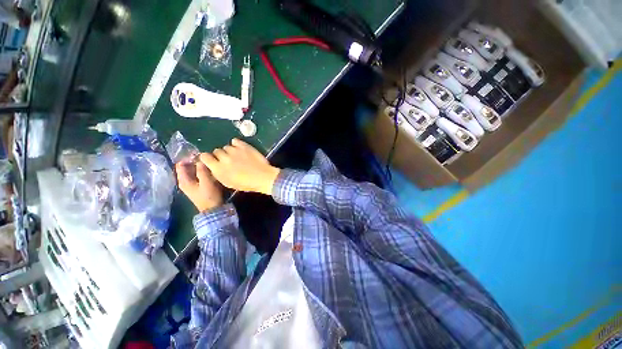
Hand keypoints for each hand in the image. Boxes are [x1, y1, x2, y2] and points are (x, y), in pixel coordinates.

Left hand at [176, 161, 223, 211]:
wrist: (213, 209)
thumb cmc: (209, 196)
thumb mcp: (206, 182)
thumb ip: (202, 170)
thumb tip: (201, 160)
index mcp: (183, 180)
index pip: (180, 165)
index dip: (187, 158)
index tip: (199, 155)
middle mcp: (184, 182)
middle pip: (186, 167)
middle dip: (195, 162)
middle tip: (206, 158)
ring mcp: (191, 185)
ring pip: (193, 171)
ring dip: (199, 167)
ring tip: (209, 163)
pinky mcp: (197, 187)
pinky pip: (197, 175)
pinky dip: (201, 171)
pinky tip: (209, 171)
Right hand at [200, 138, 279, 194]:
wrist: (262, 177)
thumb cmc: (246, 184)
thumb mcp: (228, 183)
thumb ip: (218, 173)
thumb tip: (214, 167)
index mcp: (218, 168)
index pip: (204, 157)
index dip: (208, 158)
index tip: (213, 160)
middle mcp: (224, 157)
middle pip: (216, 151)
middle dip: (220, 155)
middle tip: (228, 160)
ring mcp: (234, 150)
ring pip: (226, 147)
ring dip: (230, 151)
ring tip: (237, 156)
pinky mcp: (244, 146)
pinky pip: (235, 141)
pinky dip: (236, 144)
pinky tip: (240, 149)